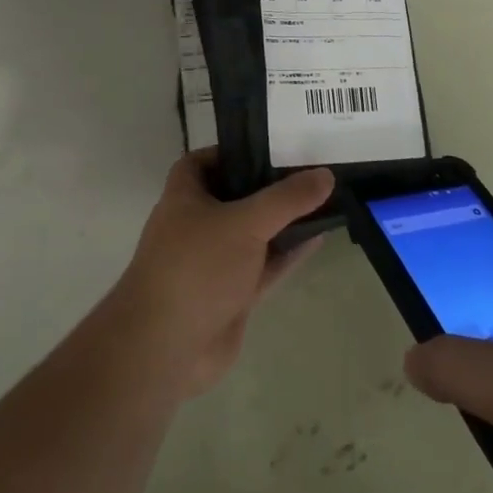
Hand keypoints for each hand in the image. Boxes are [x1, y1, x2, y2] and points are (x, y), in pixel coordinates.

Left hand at [111, 151, 333, 396]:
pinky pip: (266, 265)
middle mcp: (198, 224)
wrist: (168, 348)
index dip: (232, 151)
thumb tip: (325, 174)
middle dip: (268, 185)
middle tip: (310, 166)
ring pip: (255, 232)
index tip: (271, 144)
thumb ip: (287, 199)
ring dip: (284, 220)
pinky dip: (289, 252)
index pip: (204, 161)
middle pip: (235, 195)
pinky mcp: (233, 293)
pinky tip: (319, 237)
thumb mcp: (244, 222)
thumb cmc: (196, 267)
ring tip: (323, 198)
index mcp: (185, 196)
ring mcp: (215, 261)